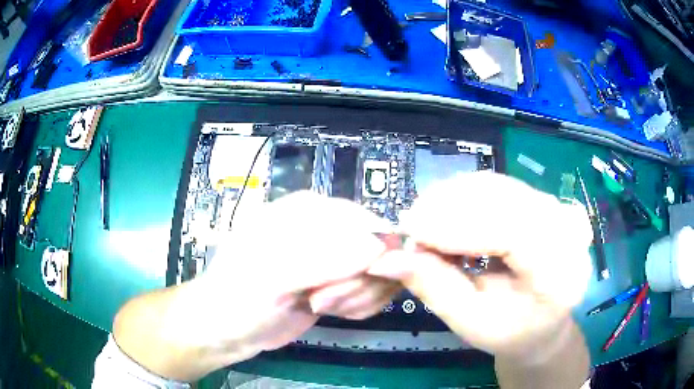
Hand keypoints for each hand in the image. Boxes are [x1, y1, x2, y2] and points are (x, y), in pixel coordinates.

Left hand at [183, 191, 399, 361]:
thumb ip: (324, 260)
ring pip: (380, 274)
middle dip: (358, 284)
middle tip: (321, 301)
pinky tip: (330, 311)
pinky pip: (371, 291)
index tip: (346, 286)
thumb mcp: (274, 277)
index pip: (367, 224)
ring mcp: (336, 259)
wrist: (228, 329)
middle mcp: (328, 230)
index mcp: (310, 211)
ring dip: (358, 298)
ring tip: (320, 306)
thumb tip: (380, 247)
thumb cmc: (240, 297)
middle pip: (379, 251)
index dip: (371, 258)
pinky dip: (358, 306)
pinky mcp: (339, 283)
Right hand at [368, 172, 592, 360]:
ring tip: (426, 223)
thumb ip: (435, 288)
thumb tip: (388, 258)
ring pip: (499, 185)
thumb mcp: (472, 322)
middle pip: (504, 199)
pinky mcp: (547, 201)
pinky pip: (501, 186)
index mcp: (559, 272)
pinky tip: (449, 215)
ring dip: (454, 198)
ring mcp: (560, 209)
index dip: (457, 225)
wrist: (544, 323)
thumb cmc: (511, 332)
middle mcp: (567, 231)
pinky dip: (468, 196)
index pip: (511, 231)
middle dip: (450, 207)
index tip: (410, 228)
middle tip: (411, 226)